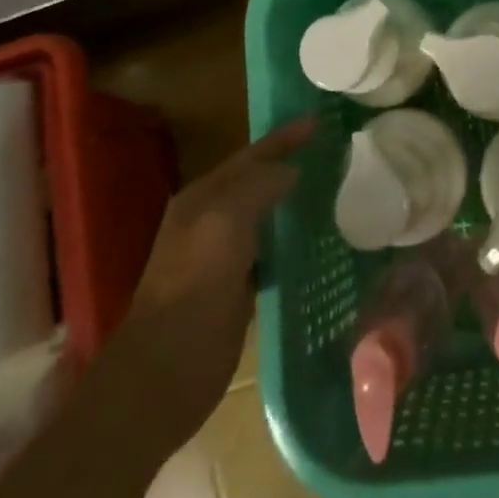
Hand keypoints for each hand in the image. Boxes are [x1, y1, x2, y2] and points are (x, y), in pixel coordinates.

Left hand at [126, 117, 314, 448]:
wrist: (163, 376)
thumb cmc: (194, 289)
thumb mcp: (225, 223)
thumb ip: (258, 187)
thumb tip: (291, 170)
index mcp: (202, 198)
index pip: (250, 155)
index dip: (284, 138)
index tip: (319, 121)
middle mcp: (210, 221)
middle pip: (257, 181)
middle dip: (290, 164)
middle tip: (334, 151)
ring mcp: (222, 257)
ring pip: (265, 215)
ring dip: (294, 201)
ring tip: (335, 189)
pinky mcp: (236, 289)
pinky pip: (271, 251)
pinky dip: (293, 240)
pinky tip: (319, 241)